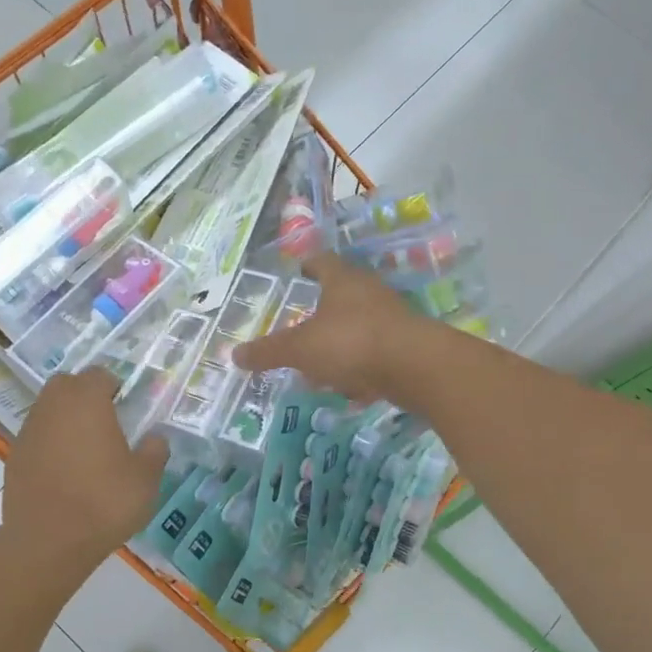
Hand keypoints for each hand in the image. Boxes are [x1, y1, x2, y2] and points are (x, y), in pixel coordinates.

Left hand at [0, 368, 169, 579]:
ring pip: (48, 410)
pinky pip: (36, 438)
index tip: (126, 407)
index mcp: (86, 401)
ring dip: (65, 419)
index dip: (114, 386)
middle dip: (85, 395)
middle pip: (67, 385)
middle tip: (106, 422)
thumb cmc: (103, 502)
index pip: (99, 375)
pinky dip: (50, 444)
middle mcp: (53, 407)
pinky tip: (65, 472)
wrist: (48, 542)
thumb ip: (154, 452)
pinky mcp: (14, 457)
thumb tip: (155, 438)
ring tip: (86, 450)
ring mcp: (28, 431)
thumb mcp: (145, 480)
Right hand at [232, 254, 428, 401]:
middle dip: (321, 313)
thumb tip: (234, 354)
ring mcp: (391, 318)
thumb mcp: (300, 349)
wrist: (416, 367)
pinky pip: (374, 353)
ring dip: (340, 343)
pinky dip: (360, 368)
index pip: (322, 262)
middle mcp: (369, 292)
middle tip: (301, 327)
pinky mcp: (406, 346)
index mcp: (342, 281)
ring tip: (320, 366)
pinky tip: (349, 389)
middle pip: (342, 295)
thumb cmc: (351, 343)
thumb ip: (268, 352)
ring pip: (358, 327)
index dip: (308, 265)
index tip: (299, 271)